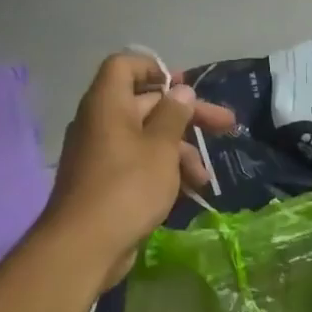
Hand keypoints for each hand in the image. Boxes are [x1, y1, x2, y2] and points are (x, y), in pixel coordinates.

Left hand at [43, 53, 236, 288]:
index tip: (185, 86)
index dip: (156, 68)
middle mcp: (101, 123)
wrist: (85, 246)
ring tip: (204, 179)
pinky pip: (139, 165)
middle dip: (187, 117)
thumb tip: (181, 90)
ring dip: (180, 153)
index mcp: (108, 104)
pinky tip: (189, 193)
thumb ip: (174, 115)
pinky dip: (164, 172)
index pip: (125, 66)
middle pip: (147, 105)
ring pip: (147, 139)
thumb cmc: (127, 187)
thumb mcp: (161, 148)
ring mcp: (102, 155)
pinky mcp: (107, 184)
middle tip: (226, 126)